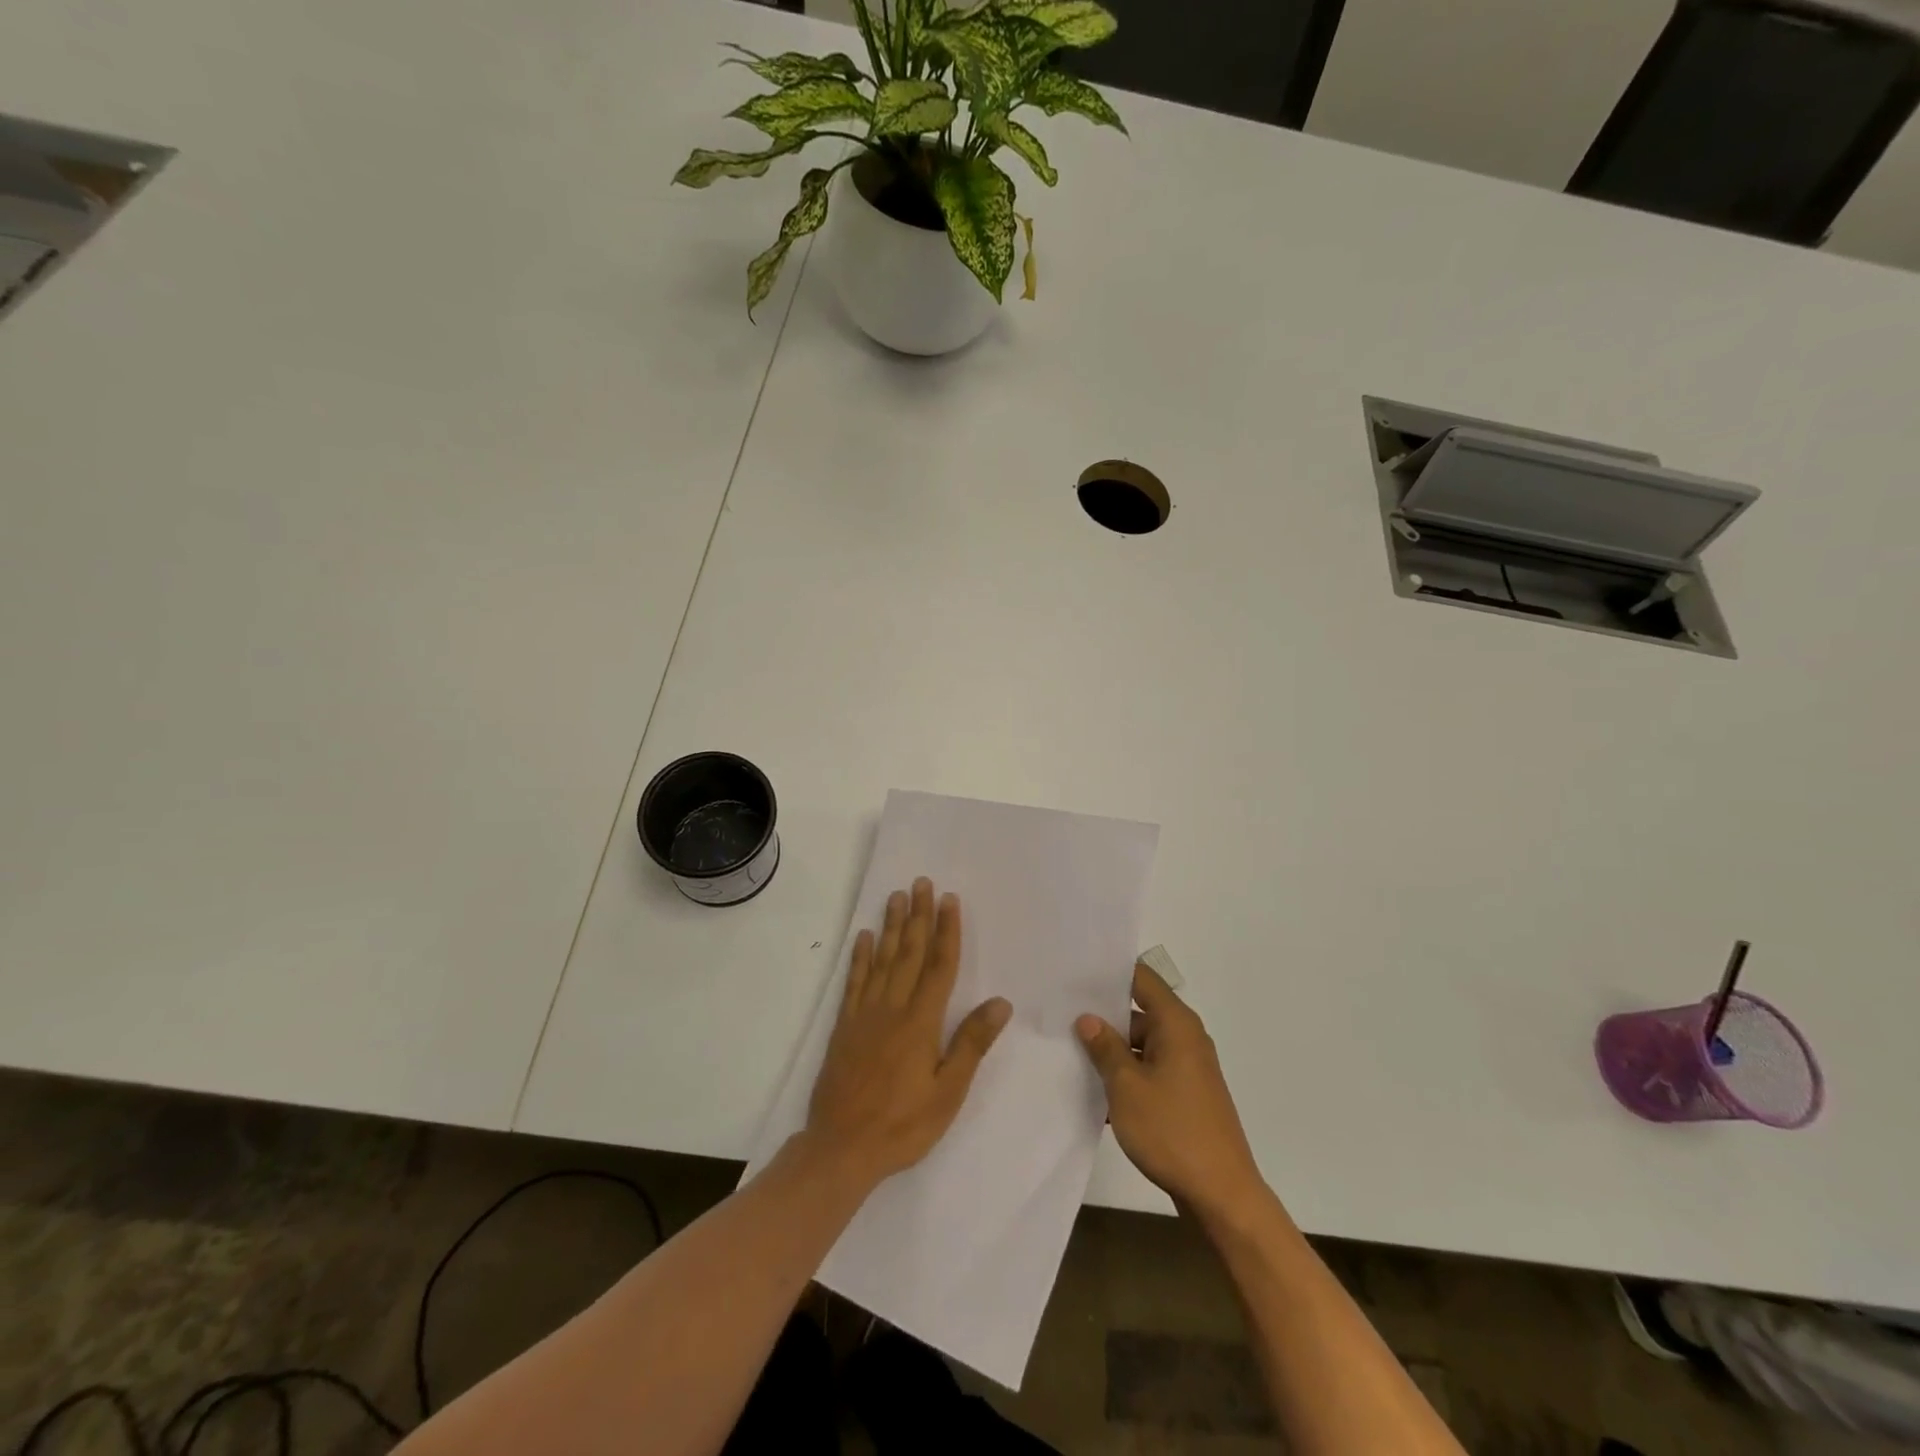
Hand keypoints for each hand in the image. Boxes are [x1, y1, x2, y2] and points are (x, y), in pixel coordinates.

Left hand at [805, 878, 1010, 1188]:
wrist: (841, 1148)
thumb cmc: (903, 1125)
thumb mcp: (948, 1093)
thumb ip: (971, 1044)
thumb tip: (1000, 1002)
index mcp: (921, 1022)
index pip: (939, 966)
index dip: (946, 931)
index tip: (949, 900)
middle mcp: (893, 1008)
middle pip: (908, 953)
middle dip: (917, 916)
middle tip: (921, 883)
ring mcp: (865, 1014)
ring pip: (881, 960)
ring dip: (890, 926)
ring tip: (896, 896)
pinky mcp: (845, 1026)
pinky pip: (854, 982)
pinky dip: (859, 957)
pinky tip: (863, 937)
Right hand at [1076, 963, 1264, 1221]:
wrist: (1221, 1195)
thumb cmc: (1172, 1131)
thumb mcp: (1127, 1087)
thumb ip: (1105, 1047)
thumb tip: (1087, 1018)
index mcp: (1176, 1024)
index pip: (1142, 978)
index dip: (1110, 973)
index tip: (1076, 974)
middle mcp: (1186, 1038)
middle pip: (1139, 1012)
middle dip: (1103, 1017)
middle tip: (1062, 1017)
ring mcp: (1188, 1069)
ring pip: (1142, 1046)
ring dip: (1112, 1052)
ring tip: (1069, 1055)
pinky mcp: (1186, 1096)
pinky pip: (1150, 1072)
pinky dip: (1126, 1078)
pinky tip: (1095, 1094)